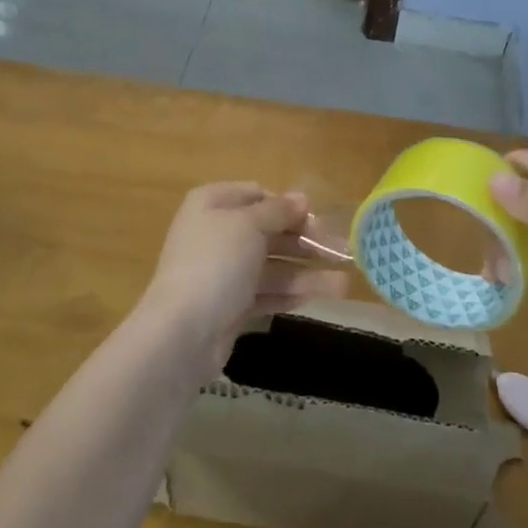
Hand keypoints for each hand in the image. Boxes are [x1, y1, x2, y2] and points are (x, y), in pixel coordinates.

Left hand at [139, 182, 347, 362]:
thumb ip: (278, 211)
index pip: (258, 195)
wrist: (182, 331)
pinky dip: (294, 292)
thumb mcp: (249, 225)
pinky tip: (324, 296)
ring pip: (273, 265)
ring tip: (344, 284)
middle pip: (270, 231)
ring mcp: (224, 272)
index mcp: (213, 204)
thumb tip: (301, 197)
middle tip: (343, 251)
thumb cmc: (216, 263)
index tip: (316, 219)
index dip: (288, 205)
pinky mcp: (232, 305)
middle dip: (307, 241)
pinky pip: (268, 292)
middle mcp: (217, 233)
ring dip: (308, 272)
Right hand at [489, 150, 527, 356]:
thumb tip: (492, 180)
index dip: (496, 172)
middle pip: (522, 198)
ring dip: (504, 245)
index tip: (460, 188)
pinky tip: (500, 280)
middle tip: (474, 238)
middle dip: (496, 215)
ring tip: (489, 267)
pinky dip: (517, 269)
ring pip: (525, 232)